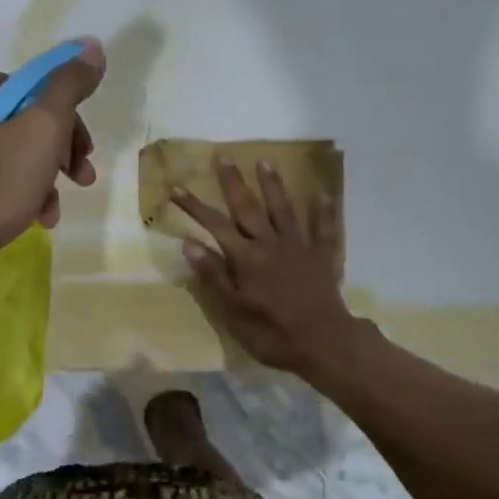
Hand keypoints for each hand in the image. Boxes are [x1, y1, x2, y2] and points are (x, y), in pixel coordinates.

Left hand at [0, 39, 106, 264]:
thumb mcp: (43, 129)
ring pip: (14, 151)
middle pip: (28, 121)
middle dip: (60, 153)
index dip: (71, 123)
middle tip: (80, 179)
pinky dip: (19, 191)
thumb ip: (69, 86)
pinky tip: (34, 217)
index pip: (40, 91)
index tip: (85, 155)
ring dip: (44, 178)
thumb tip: (92, 46)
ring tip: (52, 210)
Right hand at [174, 156, 363, 376]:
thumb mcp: (233, 311)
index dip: (194, 206)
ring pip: (283, 210)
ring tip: (265, 162)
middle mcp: (271, 244)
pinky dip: (322, 212)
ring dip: (273, 185)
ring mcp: (299, 247)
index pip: (214, 225)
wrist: (323, 343)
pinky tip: (322, 195)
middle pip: (248, 208)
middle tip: (223, 156)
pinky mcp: (322, 257)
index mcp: (246, 258)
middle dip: (233, 182)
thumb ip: (213, 276)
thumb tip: (189, 243)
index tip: (175, 187)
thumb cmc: (272, 333)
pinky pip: (323, 229)